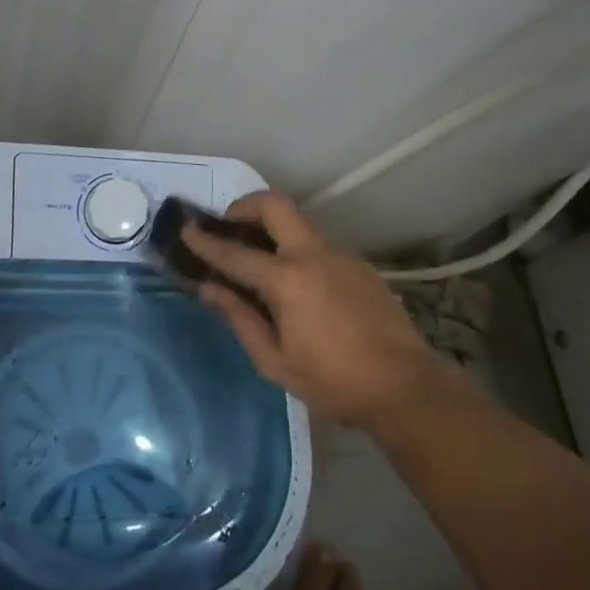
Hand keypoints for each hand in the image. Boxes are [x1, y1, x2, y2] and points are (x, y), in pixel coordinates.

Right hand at [183, 192, 437, 429]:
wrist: (403, 385)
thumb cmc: (333, 381)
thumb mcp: (275, 361)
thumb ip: (239, 319)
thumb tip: (209, 289)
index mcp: (287, 279)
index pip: (236, 253)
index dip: (206, 242)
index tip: (186, 229)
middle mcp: (313, 254)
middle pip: (274, 204)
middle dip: (245, 206)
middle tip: (229, 227)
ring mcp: (340, 254)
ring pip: (299, 220)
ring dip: (273, 226)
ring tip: (259, 256)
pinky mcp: (358, 263)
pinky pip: (318, 242)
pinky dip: (296, 246)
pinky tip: (296, 280)